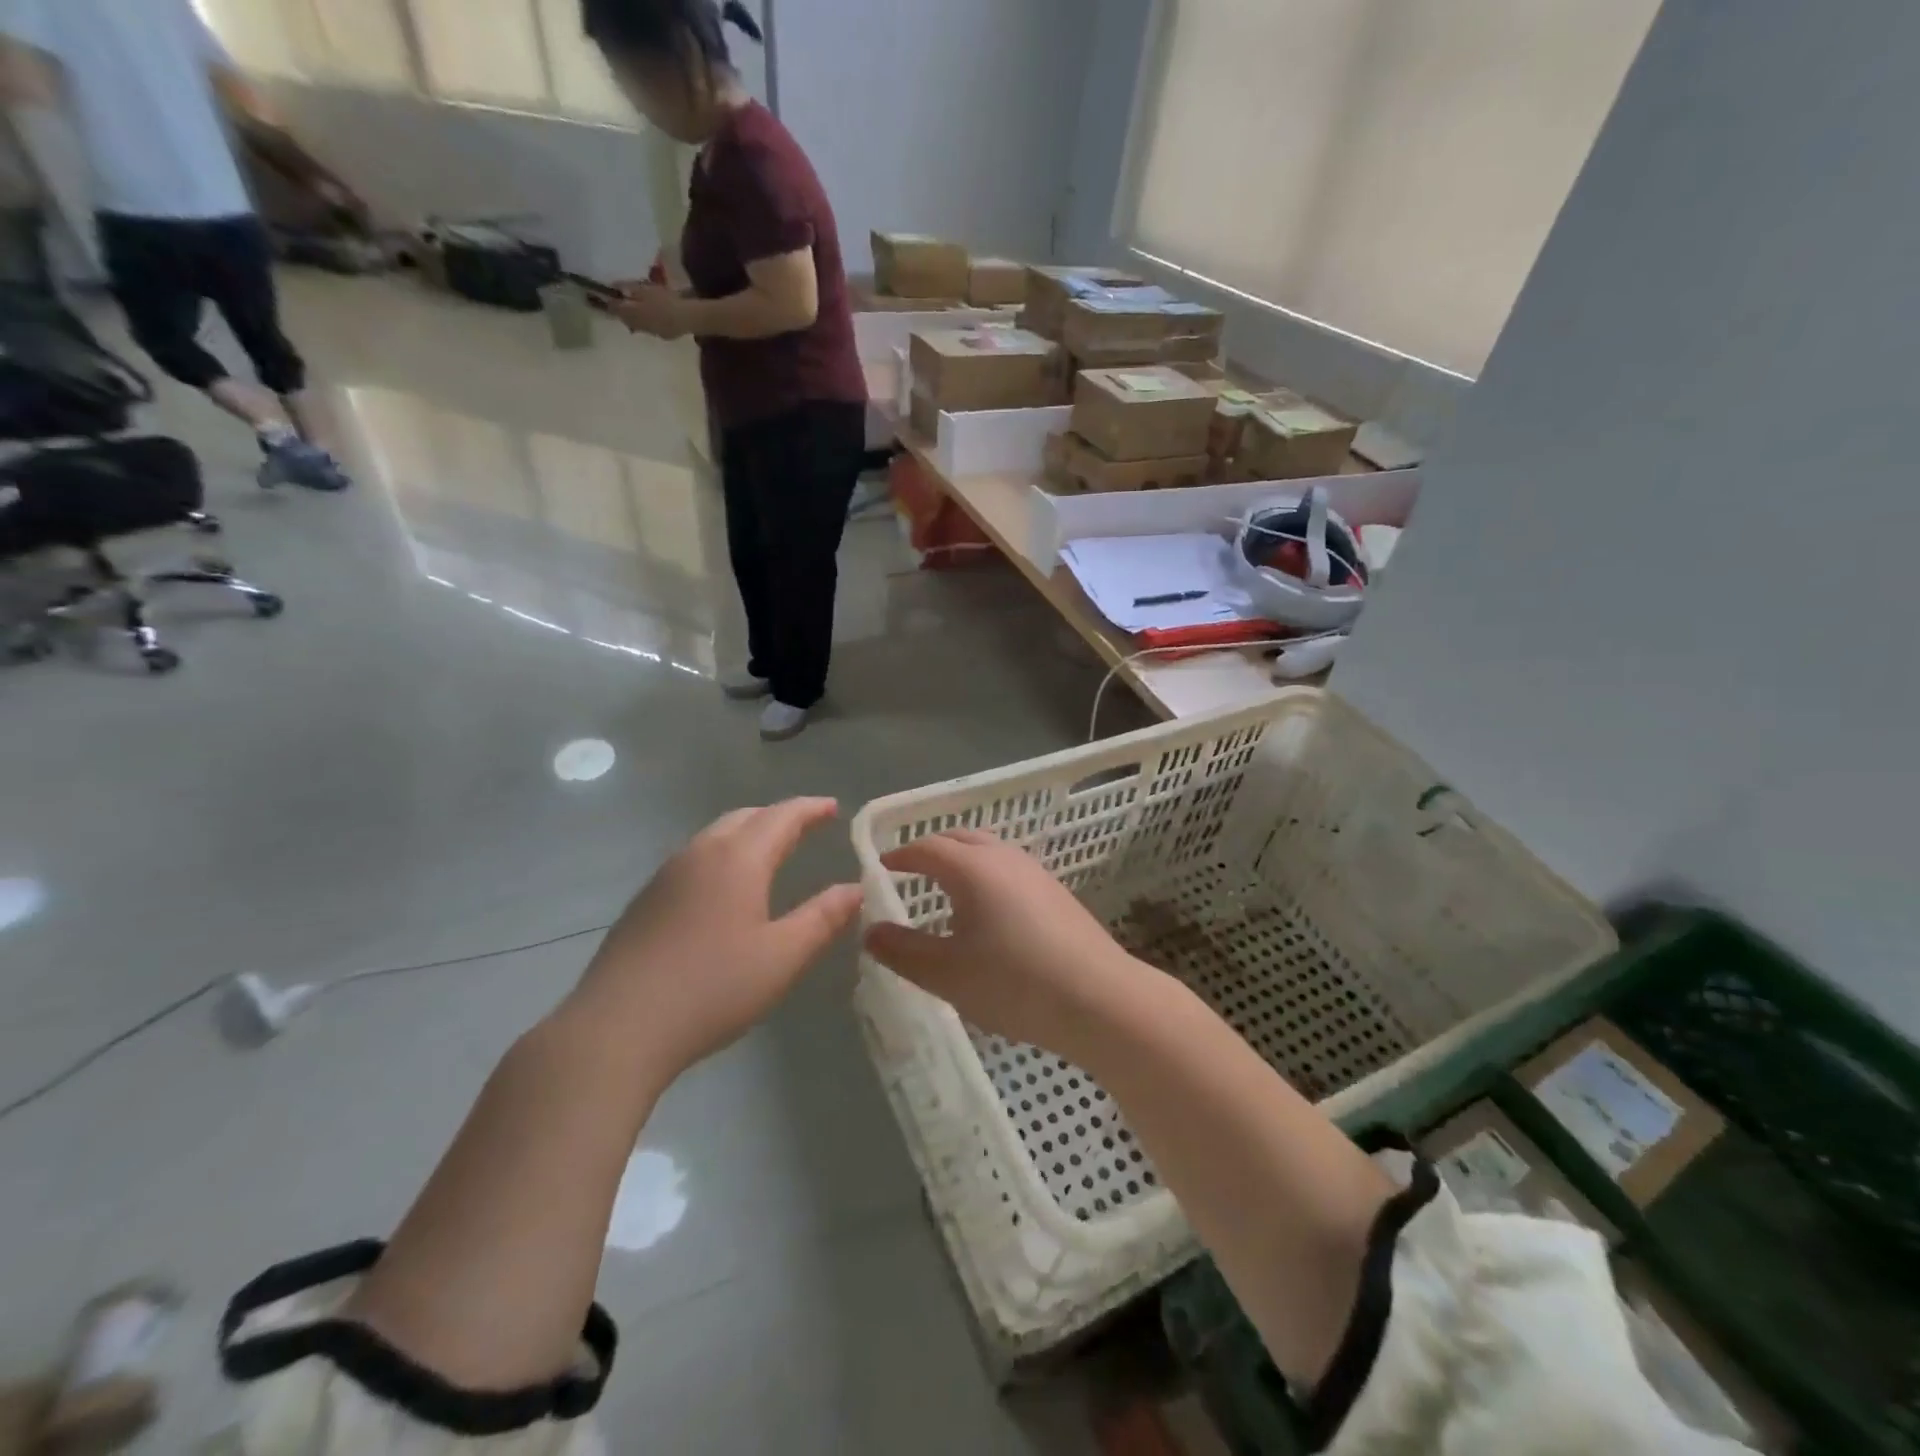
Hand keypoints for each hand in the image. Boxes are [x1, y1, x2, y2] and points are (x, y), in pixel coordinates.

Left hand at [569, 799, 861, 1074]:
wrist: (617, 1027)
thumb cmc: (713, 988)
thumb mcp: (783, 957)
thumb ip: (823, 918)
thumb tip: (855, 888)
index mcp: (738, 859)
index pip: (782, 817)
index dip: (811, 809)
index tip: (834, 807)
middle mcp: (700, 854)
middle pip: (745, 818)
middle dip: (779, 817)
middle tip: (806, 826)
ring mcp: (666, 876)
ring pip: (714, 836)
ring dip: (747, 833)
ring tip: (769, 851)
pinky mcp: (644, 902)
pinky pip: (693, 860)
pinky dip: (722, 856)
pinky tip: (723, 889)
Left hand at [609, 283, 690, 339]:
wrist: (685, 318)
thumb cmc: (664, 300)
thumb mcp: (645, 288)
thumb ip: (629, 288)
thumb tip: (615, 287)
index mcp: (632, 312)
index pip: (614, 308)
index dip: (610, 302)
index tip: (609, 297)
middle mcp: (637, 324)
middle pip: (624, 319)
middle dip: (622, 311)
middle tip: (623, 303)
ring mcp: (650, 332)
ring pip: (636, 325)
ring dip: (634, 318)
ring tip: (638, 310)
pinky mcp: (661, 336)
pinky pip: (649, 329)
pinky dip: (646, 323)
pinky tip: (653, 318)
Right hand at [864, 830, 1151, 1059]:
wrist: (1099, 999)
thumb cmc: (1014, 982)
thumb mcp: (946, 973)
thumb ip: (902, 950)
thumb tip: (870, 931)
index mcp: (972, 867)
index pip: (926, 848)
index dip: (900, 856)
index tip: (881, 867)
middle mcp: (1004, 857)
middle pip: (959, 839)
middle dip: (930, 850)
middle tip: (909, 872)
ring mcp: (1035, 872)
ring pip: (988, 851)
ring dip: (961, 860)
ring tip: (944, 890)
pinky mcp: (1056, 892)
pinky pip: (1008, 869)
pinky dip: (985, 875)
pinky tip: (987, 912)